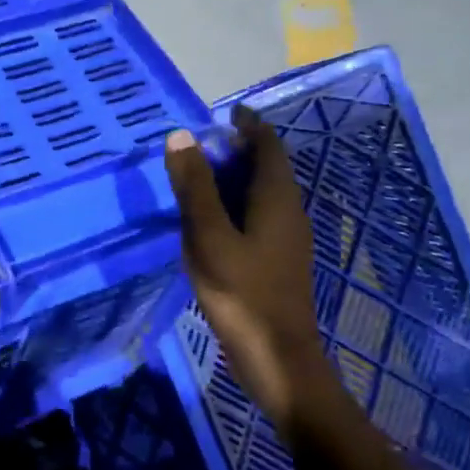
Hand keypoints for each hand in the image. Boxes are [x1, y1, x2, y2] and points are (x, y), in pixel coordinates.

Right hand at [164, 106, 328, 428]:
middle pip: (268, 167)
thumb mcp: (209, 237)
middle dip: (239, 150)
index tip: (223, 112)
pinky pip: (258, 216)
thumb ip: (195, 188)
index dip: (248, 125)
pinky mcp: (278, 261)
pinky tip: (211, 221)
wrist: (276, 357)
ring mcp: (286, 239)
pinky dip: (236, 204)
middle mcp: (288, 212)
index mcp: (276, 199)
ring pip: (263, 194)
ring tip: (199, 177)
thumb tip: (181, 137)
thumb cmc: (242, 293)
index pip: (268, 145)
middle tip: (200, 145)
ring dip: (236, 178)